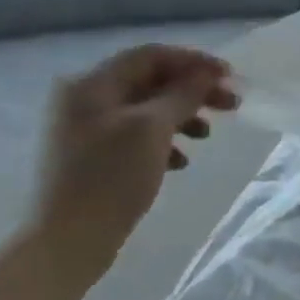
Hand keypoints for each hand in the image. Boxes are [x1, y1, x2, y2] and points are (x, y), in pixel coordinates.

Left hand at [30, 44, 238, 278]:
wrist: (67, 242)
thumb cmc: (110, 178)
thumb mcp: (152, 129)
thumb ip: (182, 94)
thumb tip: (207, 73)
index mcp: (92, 84)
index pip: (151, 56)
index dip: (194, 62)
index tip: (230, 77)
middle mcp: (86, 100)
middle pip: (150, 82)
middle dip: (192, 91)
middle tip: (231, 105)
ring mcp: (87, 130)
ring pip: (147, 110)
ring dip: (182, 116)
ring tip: (206, 136)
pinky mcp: (94, 158)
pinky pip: (137, 137)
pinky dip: (164, 142)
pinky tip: (181, 162)